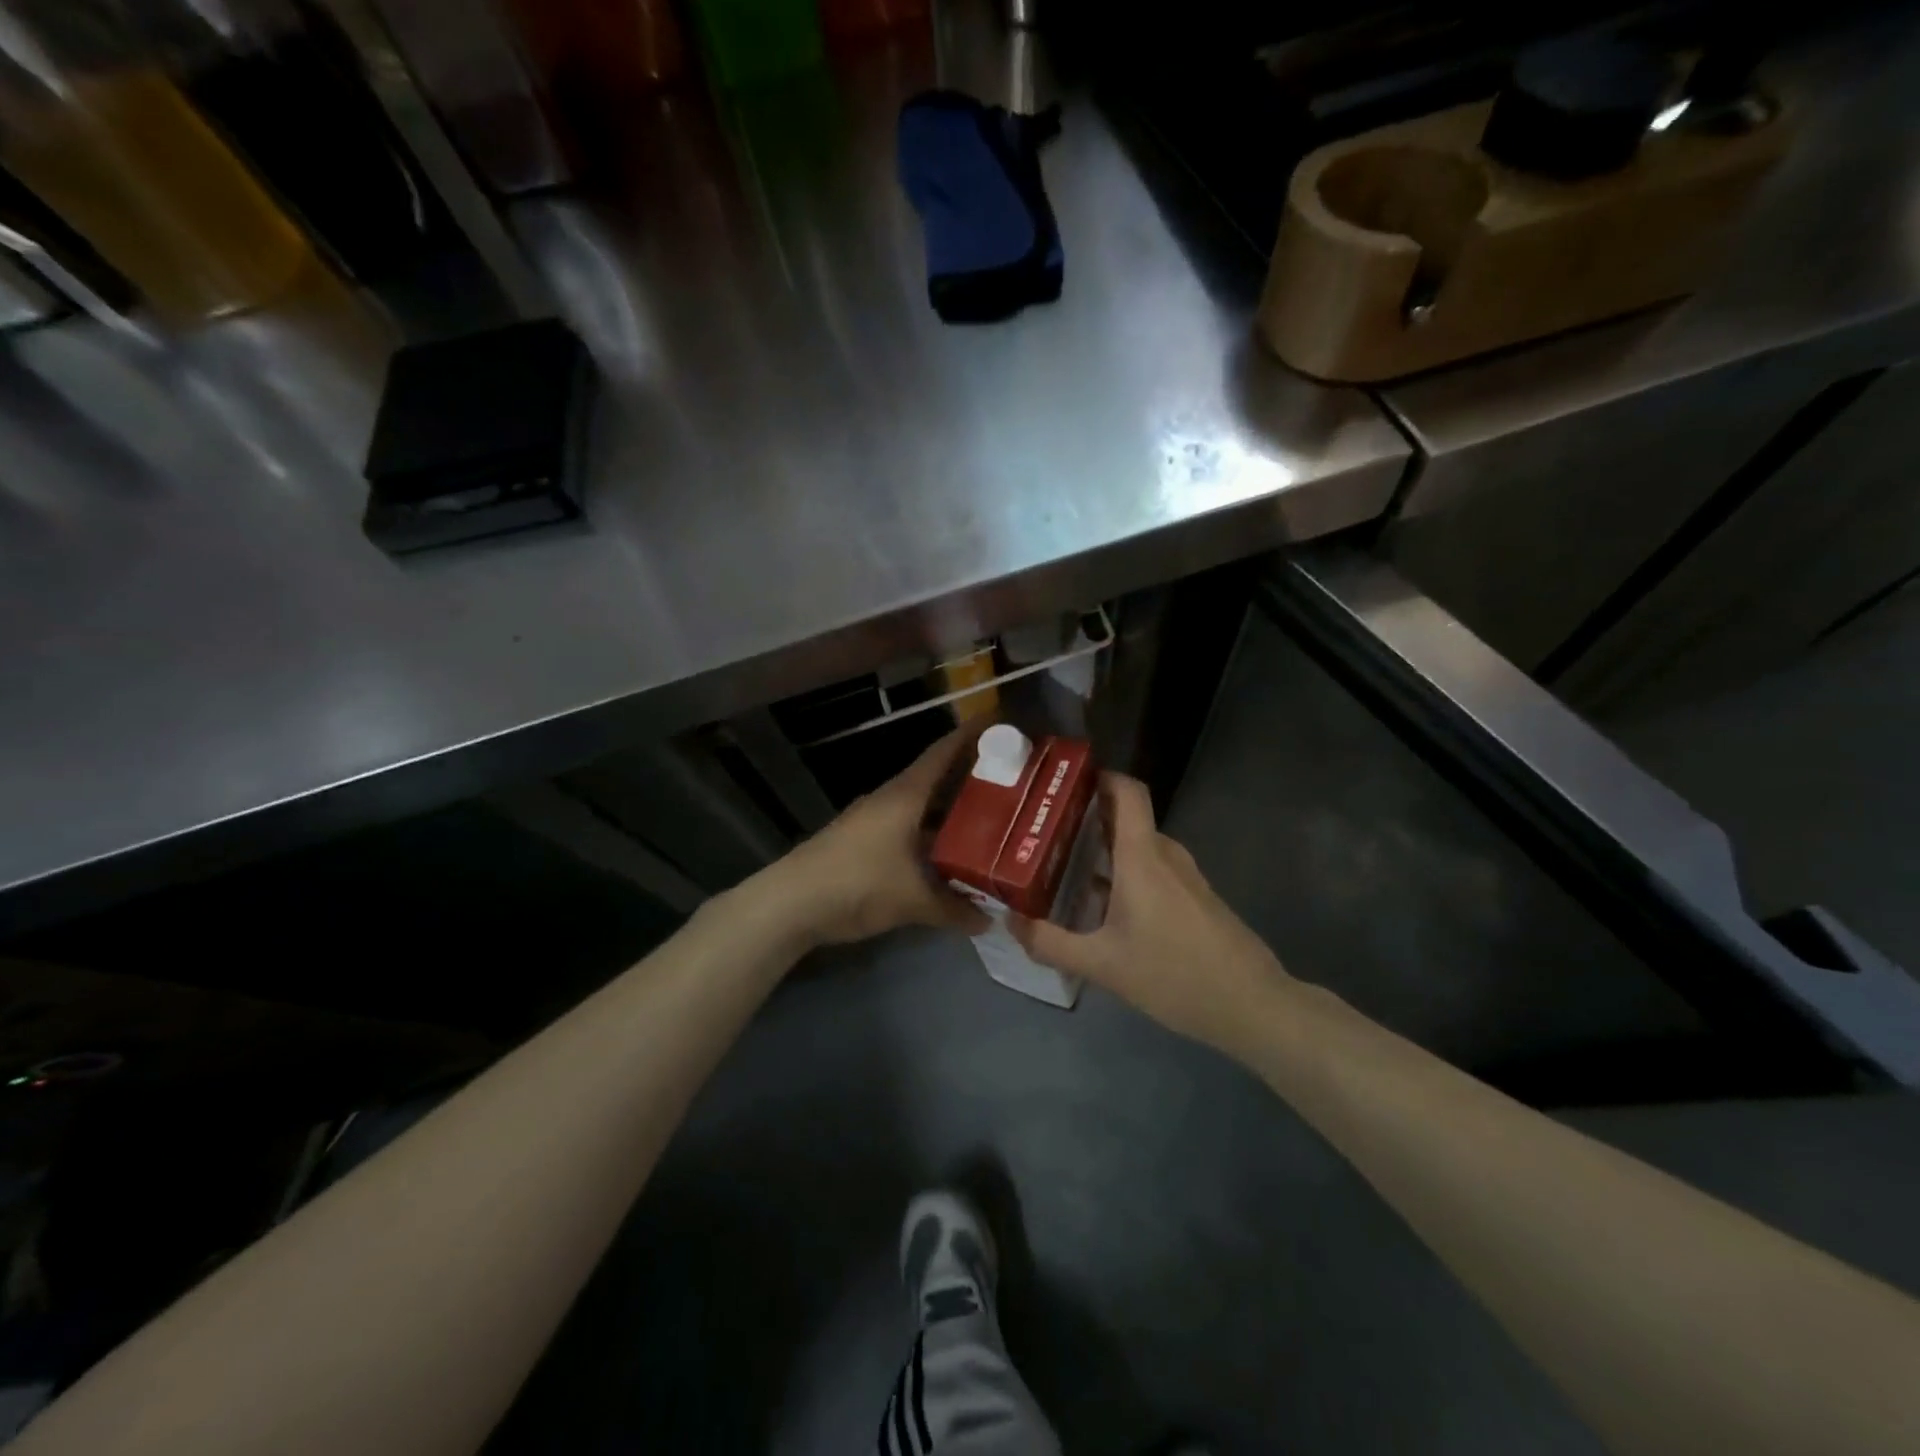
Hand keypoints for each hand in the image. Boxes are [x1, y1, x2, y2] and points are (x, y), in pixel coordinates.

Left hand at [763, 724, 991, 947]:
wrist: (791, 903)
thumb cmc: (857, 883)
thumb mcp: (912, 899)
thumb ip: (954, 908)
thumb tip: (989, 921)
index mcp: (905, 796)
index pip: (943, 753)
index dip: (972, 736)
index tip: (1002, 723)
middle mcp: (892, 800)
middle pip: (938, 780)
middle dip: (973, 779)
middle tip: (1013, 783)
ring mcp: (875, 821)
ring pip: (924, 808)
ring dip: (953, 813)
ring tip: (992, 820)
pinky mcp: (865, 843)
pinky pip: (910, 831)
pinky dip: (933, 838)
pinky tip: (951, 857)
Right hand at [1012, 774, 1292, 1057]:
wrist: (1252, 1006)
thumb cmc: (1174, 975)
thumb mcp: (1102, 965)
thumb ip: (1051, 943)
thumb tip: (1011, 921)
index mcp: (1143, 857)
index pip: (1128, 792)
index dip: (1100, 777)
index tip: (1064, 785)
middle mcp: (1166, 856)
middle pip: (1125, 820)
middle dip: (1086, 822)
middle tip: (1043, 835)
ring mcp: (1186, 877)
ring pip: (1139, 849)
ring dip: (1104, 852)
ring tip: (1063, 870)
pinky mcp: (1197, 899)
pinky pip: (1154, 871)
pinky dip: (1125, 875)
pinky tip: (1102, 909)